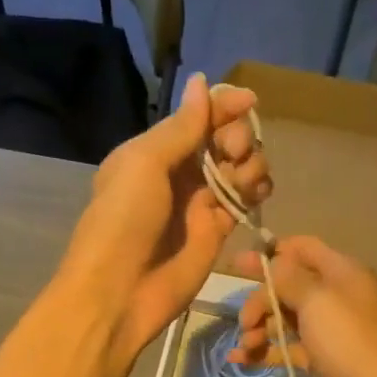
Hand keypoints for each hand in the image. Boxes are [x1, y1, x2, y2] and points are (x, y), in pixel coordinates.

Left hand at [60, 74, 270, 364]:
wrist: (119, 292)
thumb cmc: (124, 220)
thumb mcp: (144, 163)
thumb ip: (181, 128)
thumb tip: (203, 83)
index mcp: (152, 151)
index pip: (196, 118)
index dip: (224, 107)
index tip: (249, 103)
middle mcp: (177, 174)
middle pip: (221, 140)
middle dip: (237, 136)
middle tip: (235, 151)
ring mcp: (198, 205)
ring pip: (237, 169)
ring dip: (250, 163)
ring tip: (246, 178)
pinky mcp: (216, 233)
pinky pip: (243, 203)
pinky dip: (255, 192)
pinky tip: (257, 192)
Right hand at [231, 236, 376, 376]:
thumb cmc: (350, 341)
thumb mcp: (317, 300)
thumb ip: (288, 278)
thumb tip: (271, 263)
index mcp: (340, 272)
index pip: (301, 249)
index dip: (271, 254)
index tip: (238, 265)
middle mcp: (334, 296)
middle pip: (287, 287)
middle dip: (260, 301)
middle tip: (244, 322)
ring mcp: (328, 329)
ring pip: (285, 320)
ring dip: (260, 329)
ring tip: (244, 347)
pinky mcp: (322, 359)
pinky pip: (288, 348)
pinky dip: (265, 351)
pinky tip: (240, 359)